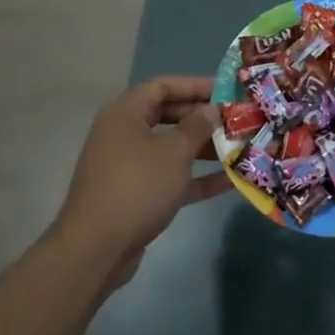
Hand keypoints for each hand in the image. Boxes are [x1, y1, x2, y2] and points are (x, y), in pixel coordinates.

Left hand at [53, 77, 230, 285]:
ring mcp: (128, 166)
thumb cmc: (137, 187)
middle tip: (235, 120)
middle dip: (202, 118)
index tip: (225, 91)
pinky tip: (229, 182)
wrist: (96, 249)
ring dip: (203, 148)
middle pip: (168, 116)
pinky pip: (170, 177)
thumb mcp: (174, 152)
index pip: (162, 86)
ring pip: (170, 148)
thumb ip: (196, 127)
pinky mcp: (136, 195)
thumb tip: (211, 109)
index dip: (194, 85)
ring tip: (238, 148)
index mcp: (125, 114)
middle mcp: (124, 134)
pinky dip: (195, 178)